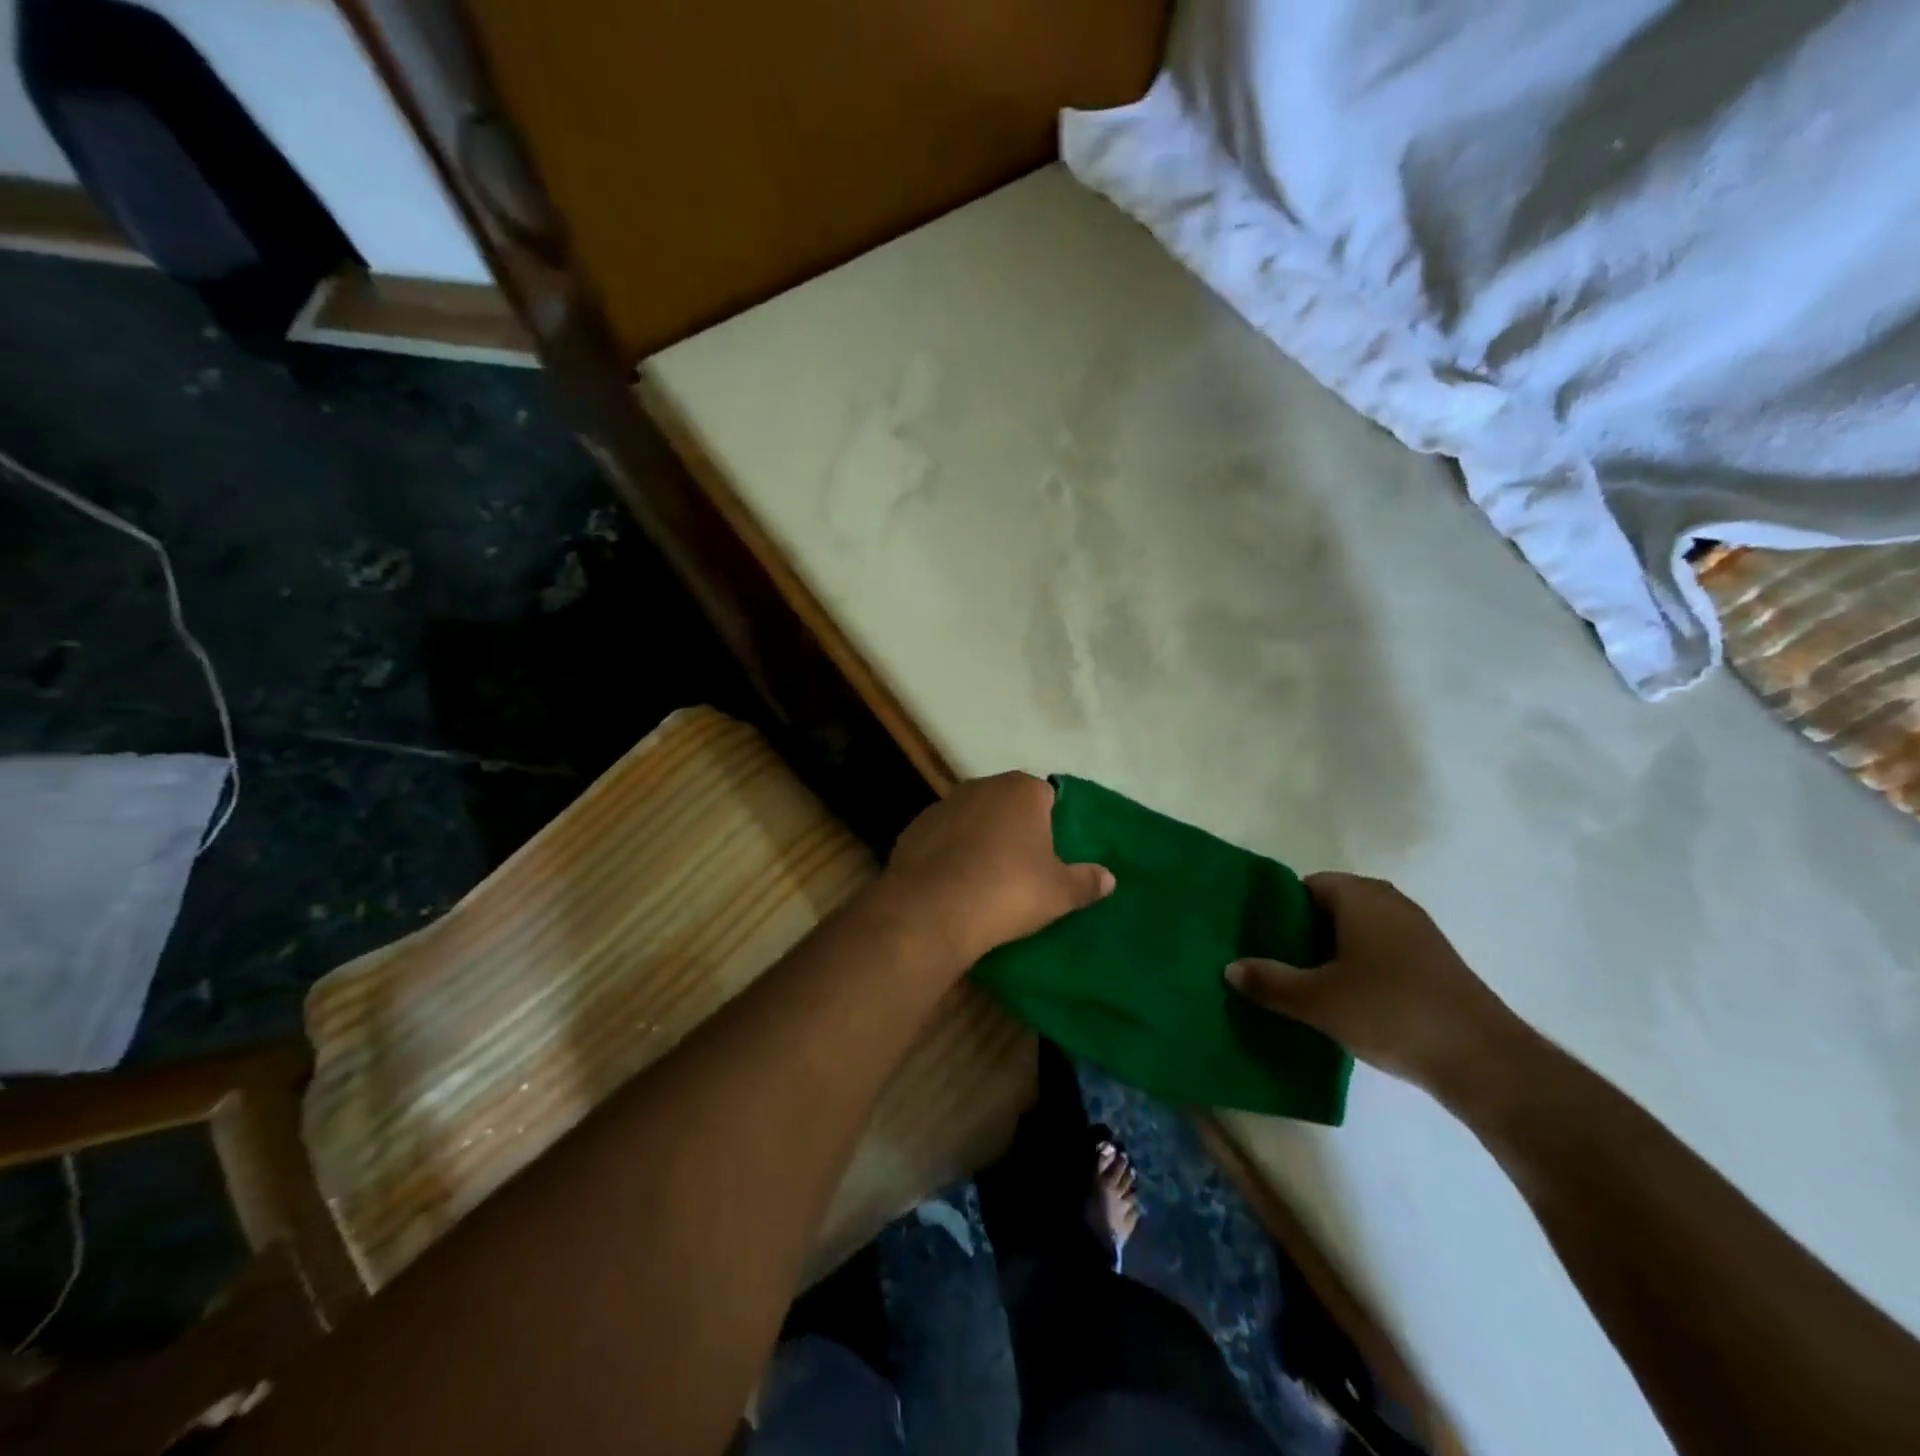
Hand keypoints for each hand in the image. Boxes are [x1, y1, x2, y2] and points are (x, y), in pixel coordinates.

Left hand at [880, 773, 1114, 968]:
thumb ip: (1087, 881)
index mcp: (1022, 790)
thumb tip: (1109, 878)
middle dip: (1015, 829)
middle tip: (1024, 868)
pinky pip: (943, 839)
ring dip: (980, 839)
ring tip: (986, 879)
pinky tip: (954, 884)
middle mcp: (981, 786)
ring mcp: (943, 805)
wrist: (933, 909)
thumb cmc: (1008, 890)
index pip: (1047, 796)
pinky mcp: (914, 829)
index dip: (1053, 824)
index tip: (1053, 854)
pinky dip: (950, 854)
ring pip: (972, 819)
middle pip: (1007, 805)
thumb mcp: (1059, 893)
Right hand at [1226, 873, 1521, 1097]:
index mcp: (1360, 896)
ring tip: (1302, 983)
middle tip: (1273, 962)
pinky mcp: (1433, 963)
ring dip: (1329, 953)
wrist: (1484, 1060)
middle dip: (1301, 932)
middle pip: (1330, 907)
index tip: (1259, 938)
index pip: (1305, 886)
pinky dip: (1358, 967)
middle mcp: (1390, 902)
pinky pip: (1380, 952)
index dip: (1278, 909)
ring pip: (1356, 931)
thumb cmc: (1391, 1012)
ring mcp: (1417, 932)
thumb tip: (1230, 968)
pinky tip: (1344, 1000)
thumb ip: (1270, 981)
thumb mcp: (1317, 1000)